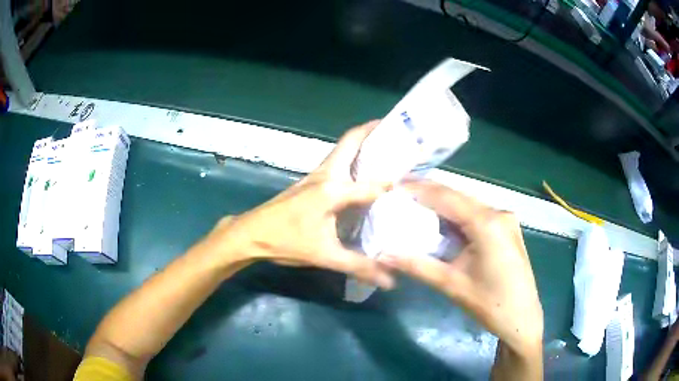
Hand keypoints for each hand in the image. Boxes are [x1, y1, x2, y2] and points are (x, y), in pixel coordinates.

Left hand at [201, 121, 393, 288]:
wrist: (251, 234)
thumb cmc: (285, 242)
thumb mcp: (324, 256)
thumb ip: (359, 266)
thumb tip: (390, 281)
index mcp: (333, 189)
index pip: (374, 183)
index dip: (397, 182)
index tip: (419, 174)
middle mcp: (326, 174)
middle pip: (351, 141)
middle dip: (374, 131)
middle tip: (399, 133)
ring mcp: (316, 175)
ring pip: (343, 150)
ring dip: (363, 144)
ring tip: (388, 149)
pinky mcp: (310, 182)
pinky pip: (337, 162)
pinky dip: (353, 159)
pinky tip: (363, 174)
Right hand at [377, 181, 542, 357]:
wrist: (522, 319)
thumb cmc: (491, 304)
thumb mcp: (452, 284)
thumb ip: (417, 265)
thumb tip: (382, 254)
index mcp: (488, 223)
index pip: (447, 197)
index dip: (419, 189)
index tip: (394, 187)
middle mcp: (499, 213)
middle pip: (458, 197)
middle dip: (429, 195)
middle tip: (400, 197)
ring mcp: (506, 220)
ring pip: (467, 205)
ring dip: (442, 206)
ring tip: (414, 207)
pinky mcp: (507, 229)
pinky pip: (477, 215)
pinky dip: (457, 217)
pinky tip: (441, 223)